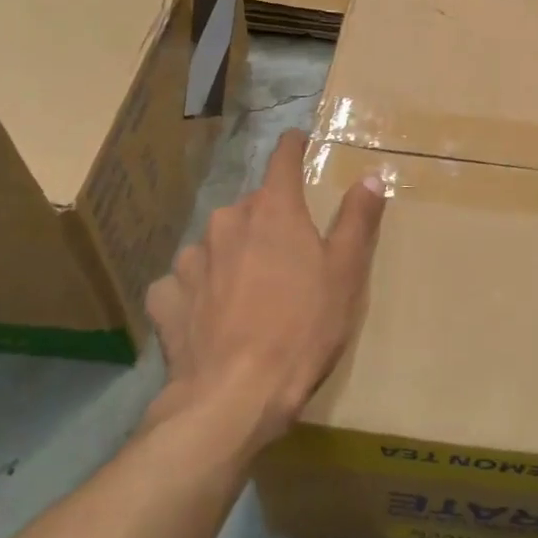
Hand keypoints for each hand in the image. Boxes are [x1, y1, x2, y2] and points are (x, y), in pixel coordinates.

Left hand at [145, 130, 386, 451]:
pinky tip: (207, 316)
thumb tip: (371, 176)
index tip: (298, 141)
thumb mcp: (345, 274)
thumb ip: (357, 220)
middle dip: (267, 220)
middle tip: (287, 253)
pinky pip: (184, 282)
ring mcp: (191, 260)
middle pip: (250, 207)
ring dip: (231, 256)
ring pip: (216, 244)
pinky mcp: (166, 298)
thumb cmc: (302, 328)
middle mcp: (226, 223)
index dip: (292, 147)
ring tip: (247, 292)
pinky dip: (197, 291)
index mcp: (272, 212)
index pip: (282, 160)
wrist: (235, 396)